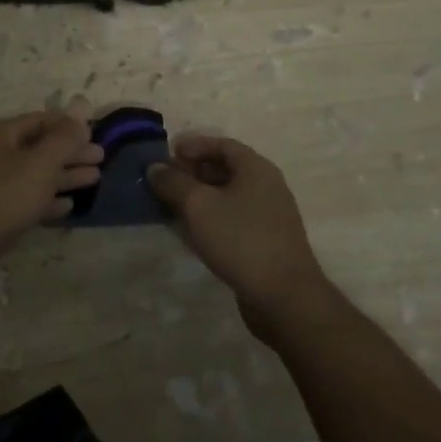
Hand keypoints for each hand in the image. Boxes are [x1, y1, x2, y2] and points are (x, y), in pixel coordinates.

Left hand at [0, 111, 103, 300]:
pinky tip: (66, 207)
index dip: (69, 125)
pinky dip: (46, 201)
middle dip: (70, 151)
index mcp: (2, 137)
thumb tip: (82, 108)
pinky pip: (24, 202)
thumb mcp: (37, 166)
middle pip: (39, 148)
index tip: (96, 133)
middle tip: (101, 159)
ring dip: (63, 176)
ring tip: (94, 179)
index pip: (41, 120)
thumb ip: (62, 139)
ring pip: (34, 176)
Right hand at [146, 135, 332, 336]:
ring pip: (228, 195)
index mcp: (256, 168)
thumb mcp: (199, 206)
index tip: (168, 154)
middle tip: (165, 181)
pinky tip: (192, 231)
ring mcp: (269, 215)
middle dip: (193, 171)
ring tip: (172, 205)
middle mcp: (266, 186)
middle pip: (225, 168)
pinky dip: (211, 217)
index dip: (194, 145)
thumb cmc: (241, 240)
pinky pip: (233, 218)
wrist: (285, 297)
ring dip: (199, 197)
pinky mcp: (266, 241)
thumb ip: (173, 182)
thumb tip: (155, 167)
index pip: (222, 144)